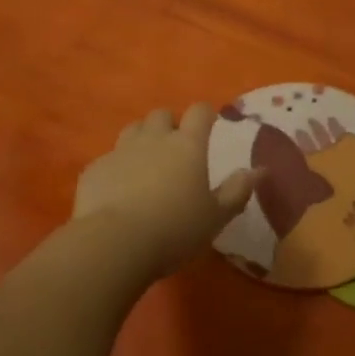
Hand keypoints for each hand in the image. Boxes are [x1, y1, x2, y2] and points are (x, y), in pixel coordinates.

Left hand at [75, 105, 260, 276]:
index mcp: (187, 145)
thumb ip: (238, 190)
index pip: (199, 112)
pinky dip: (117, 167)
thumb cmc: (175, 229)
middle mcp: (153, 139)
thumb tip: (259, 170)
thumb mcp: (216, 217)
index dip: (206, 114)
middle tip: (175, 149)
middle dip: (169, 125)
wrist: (114, 243)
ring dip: (141, 139)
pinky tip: (118, 190)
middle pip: (161, 115)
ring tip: (146, 163)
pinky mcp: (94, 168)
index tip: (210, 124)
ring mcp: (120, 150)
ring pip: (132, 130)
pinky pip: (108, 159)